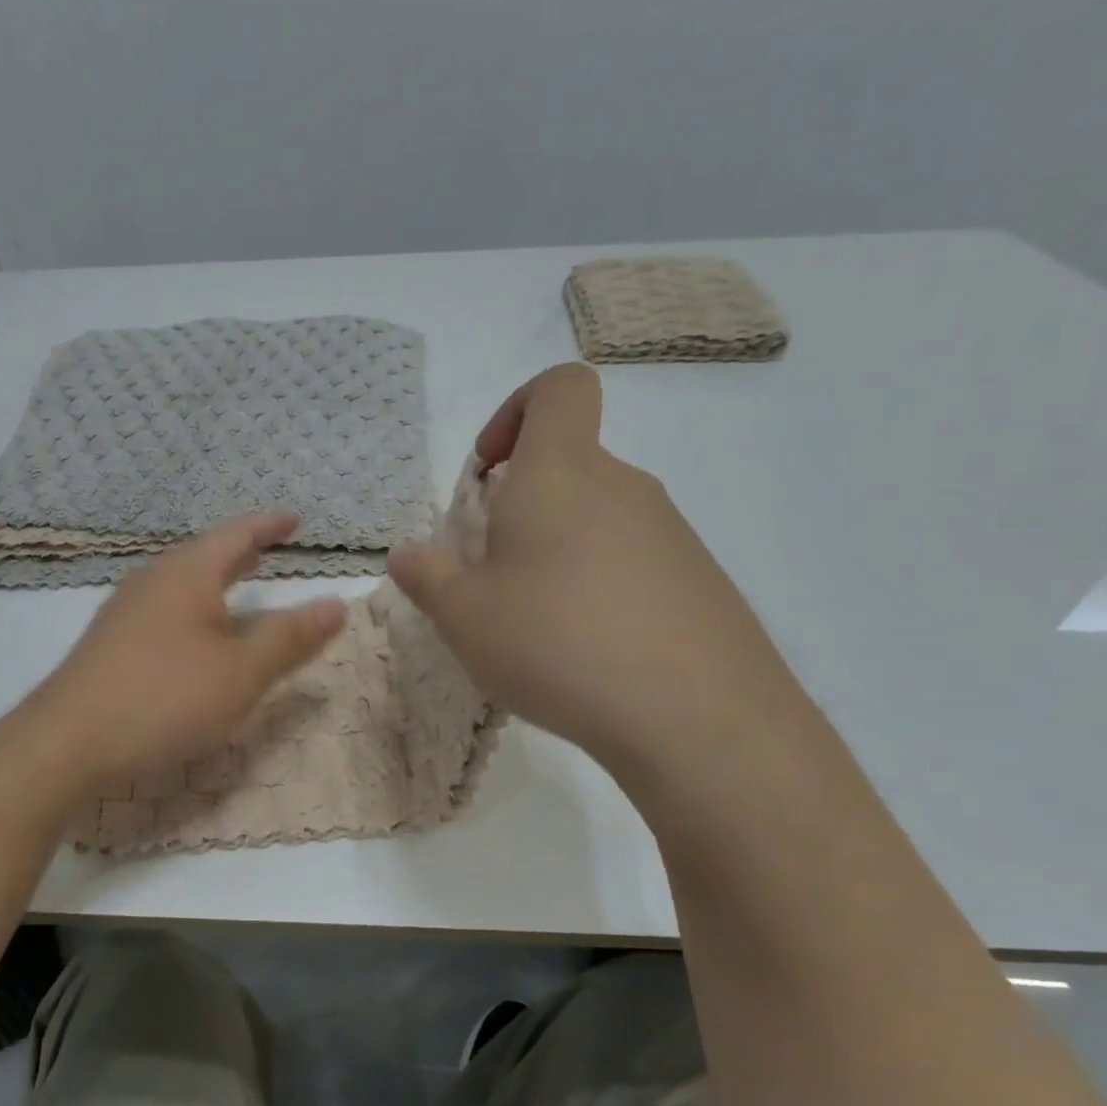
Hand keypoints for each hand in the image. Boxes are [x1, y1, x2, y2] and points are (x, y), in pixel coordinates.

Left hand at [32, 514, 346, 790]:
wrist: (68, 742)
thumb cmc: (164, 698)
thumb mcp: (241, 673)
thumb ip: (289, 638)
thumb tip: (338, 604)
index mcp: (187, 574)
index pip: (236, 535)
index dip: (269, 526)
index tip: (296, 520)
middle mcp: (153, 580)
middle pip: (204, 554)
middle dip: (241, 550)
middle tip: (270, 547)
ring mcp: (125, 610)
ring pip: (181, 581)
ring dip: (214, 578)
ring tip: (238, 583)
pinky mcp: (110, 641)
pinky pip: (163, 607)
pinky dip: (193, 605)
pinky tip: (193, 632)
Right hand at [388, 363, 801, 783]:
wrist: (695, 717)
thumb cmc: (556, 644)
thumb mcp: (463, 617)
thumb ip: (427, 577)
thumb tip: (407, 555)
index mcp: (559, 474)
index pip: (558, 388)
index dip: (516, 410)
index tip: (488, 473)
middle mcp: (622, 486)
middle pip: (570, 463)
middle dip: (521, 504)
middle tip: (493, 571)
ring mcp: (670, 531)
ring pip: (598, 516)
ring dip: (557, 549)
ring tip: (536, 620)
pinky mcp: (699, 579)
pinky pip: (633, 558)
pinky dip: (598, 583)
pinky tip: (587, 647)